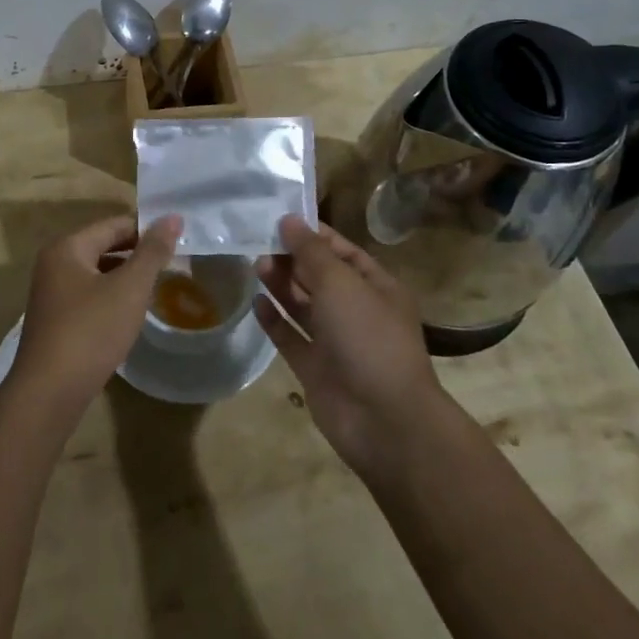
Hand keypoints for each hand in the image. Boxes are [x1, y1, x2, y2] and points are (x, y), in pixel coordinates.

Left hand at [10, 213, 181, 419]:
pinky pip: (89, 296)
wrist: (49, 393)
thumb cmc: (91, 331)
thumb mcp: (129, 289)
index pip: (114, 225)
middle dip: (137, 254)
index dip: (147, 230)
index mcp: (67, 247)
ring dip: (125, 278)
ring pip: (97, 273)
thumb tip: (172, 217)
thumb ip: (153, 252)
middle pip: (103, 246)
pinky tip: (130, 315)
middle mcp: (54, 264)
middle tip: (173, 265)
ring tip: (157, 288)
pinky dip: (111, 298)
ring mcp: (51, 294)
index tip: (178, 241)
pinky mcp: (55, 321)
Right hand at [253, 216, 441, 473]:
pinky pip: (291, 337)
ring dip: (281, 284)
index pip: (342, 251)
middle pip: (319, 276)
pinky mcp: (315, 368)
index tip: (278, 218)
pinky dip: (274, 319)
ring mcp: (336, 342)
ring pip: (303, 305)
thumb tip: (289, 220)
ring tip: (255, 263)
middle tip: (258, 240)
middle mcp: (357, 311)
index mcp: (376, 287)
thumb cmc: (368, 338)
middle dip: (292, 258)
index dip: (312, 234)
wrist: (383, 420)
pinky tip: (256, 301)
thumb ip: (311, 252)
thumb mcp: (341, 283)